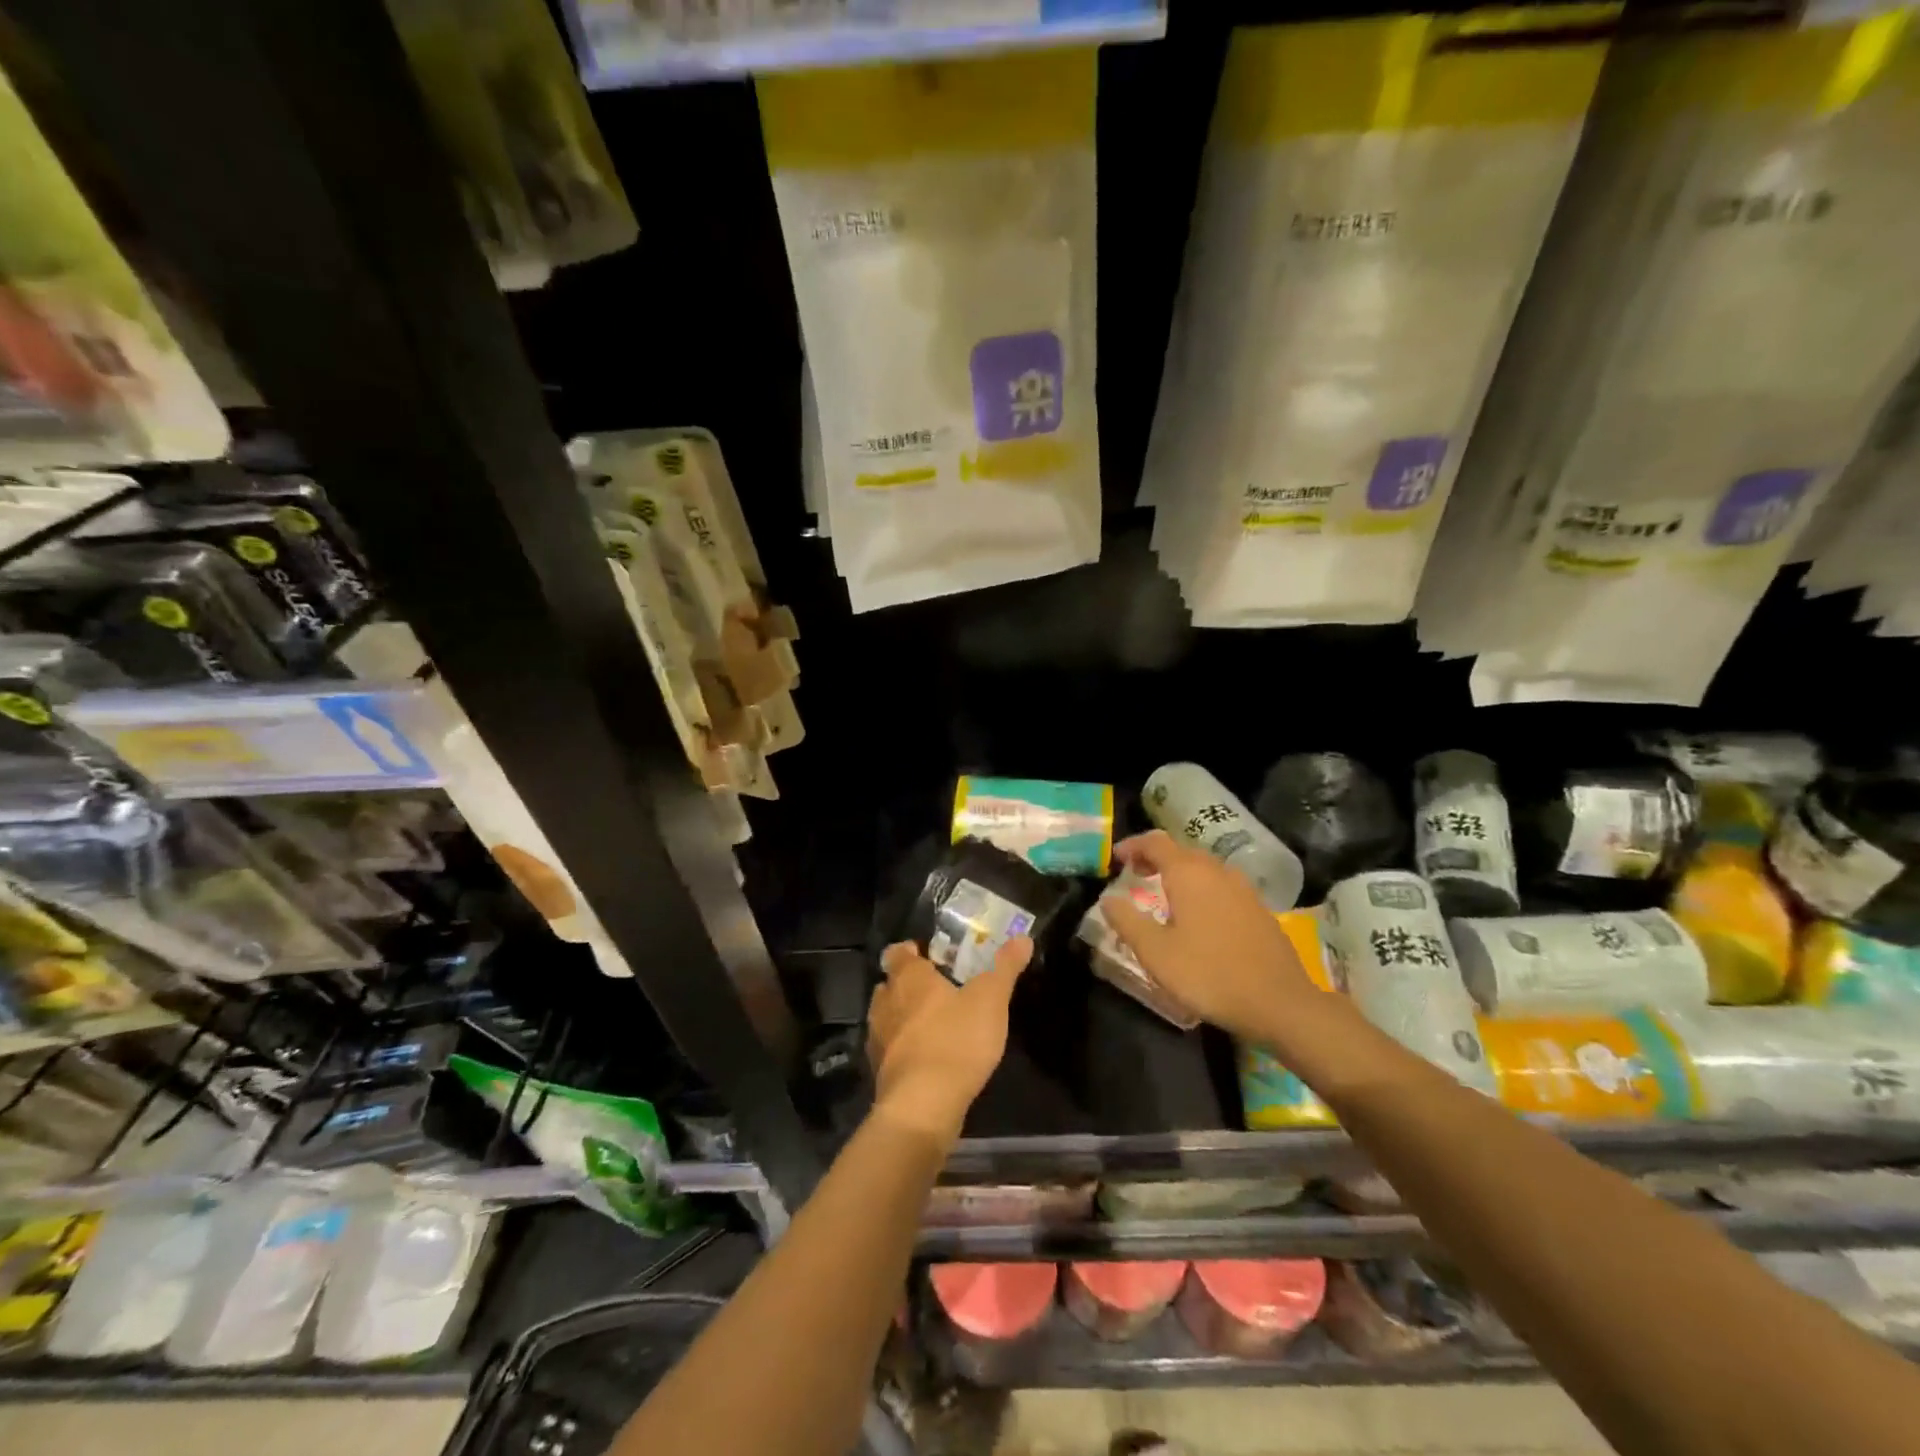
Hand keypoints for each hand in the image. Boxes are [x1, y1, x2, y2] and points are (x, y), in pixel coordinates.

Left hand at [867, 937, 1029, 1144]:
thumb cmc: (956, 1040)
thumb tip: (1023, 937)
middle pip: (890, 984)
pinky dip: (905, 1048)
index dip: (911, 951)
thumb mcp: (991, 999)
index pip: (898, 952)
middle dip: (909, 985)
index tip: (930, 956)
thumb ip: (1005, 967)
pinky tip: (928, 1058)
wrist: (923, 1106)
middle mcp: (885, 1002)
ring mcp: (878, 1038)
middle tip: (939, 989)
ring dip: (905, 1017)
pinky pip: (891, 1049)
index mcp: (908, 977)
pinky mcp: (880, 1071)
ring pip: (888, 1017)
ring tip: (936, 1024)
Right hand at [1102, 830, 1329, 1044]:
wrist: (1279, 1003)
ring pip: (1205, 868)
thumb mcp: (1155, 953)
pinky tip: (1199, 917)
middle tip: (1136, 875)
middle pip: (1181, 851)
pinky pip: (1222, 886)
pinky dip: (1202, 889)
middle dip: (1155, 858)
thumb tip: (1108, 899)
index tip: (1116, 859)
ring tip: (1164, 894)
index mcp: (1189, 874)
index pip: (1155, 843)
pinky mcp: (1259, 909)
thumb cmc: (1209, 974)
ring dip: (1180, 873)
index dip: (1133, 846)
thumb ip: (1127, 921)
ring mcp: (1243, 889)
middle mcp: (1217, 872)